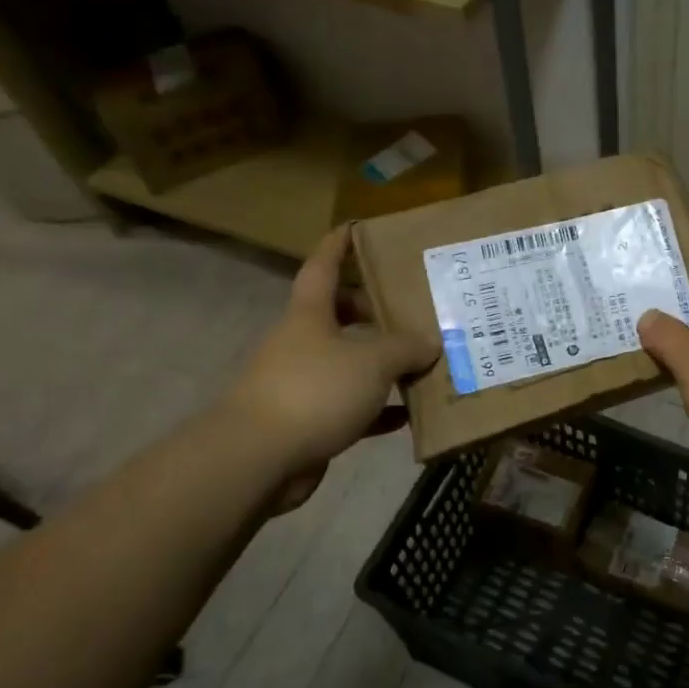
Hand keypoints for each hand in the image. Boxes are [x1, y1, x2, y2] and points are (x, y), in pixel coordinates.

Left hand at [222, 226, 439, 489]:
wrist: (258, 459)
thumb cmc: (315, 391)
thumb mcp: (372, 362)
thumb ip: (405, 348)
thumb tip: (430, 342)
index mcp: (310, 315)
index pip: (323, 267)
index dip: (338, 245)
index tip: (356, 228)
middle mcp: (302, 343)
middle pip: (337, 315)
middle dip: (371, 310)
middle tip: (410, 310)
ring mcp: (302, 383)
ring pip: (347, 363)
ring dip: (380, 364)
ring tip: (421, 362)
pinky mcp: (307, 422)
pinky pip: (350, 407)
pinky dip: (377, 409)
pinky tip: (407, 415)